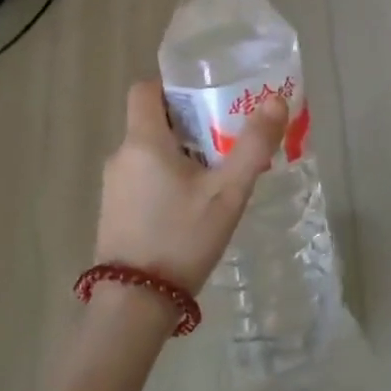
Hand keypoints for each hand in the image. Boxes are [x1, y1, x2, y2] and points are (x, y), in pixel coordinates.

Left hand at [96, 80, 286, 295]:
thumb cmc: (182, 238)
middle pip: (152, 120)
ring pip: (149, 151)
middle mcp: (121, 156)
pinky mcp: (114, 210)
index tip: (206, 96)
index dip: (173, 85)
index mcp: (143, 141)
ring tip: (216, 172)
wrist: (135, 305)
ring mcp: (113, 186)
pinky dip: (166, 176)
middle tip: (226, 136)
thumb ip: (254, 145)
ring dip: (180, 152)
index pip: (145, 89)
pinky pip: (142, 176)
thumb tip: (276, 100)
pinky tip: (193, 203)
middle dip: (189, 122)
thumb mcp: (228, 193)